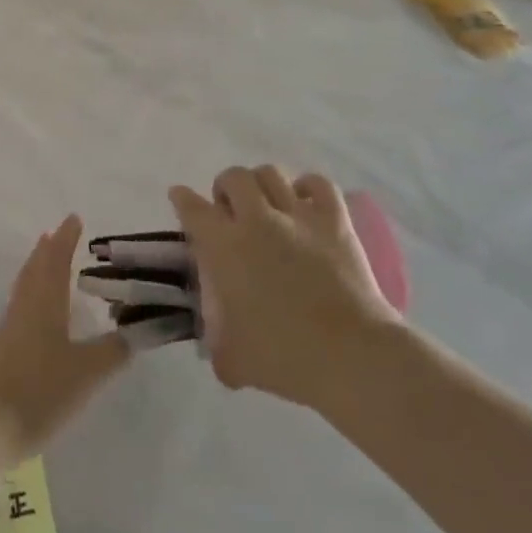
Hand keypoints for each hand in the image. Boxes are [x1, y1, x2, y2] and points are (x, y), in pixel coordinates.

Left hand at [0, 216, 127, 485]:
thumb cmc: (38, 391)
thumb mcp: (85, 373)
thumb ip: (112, 351)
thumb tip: (137, 331)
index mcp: (45, 303)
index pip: (56, 261)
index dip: (66, 239)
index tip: (74, 218)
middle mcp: (25, 308)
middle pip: (35, 269)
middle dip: (48, 250)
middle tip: (59, 234)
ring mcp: (10, 329)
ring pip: (26, 287)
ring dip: (38, 270)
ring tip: (49, 263)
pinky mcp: (2, 351)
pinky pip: (21, 308)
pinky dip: (33, 296)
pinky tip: (40, 313)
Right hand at [169, 166, 401, 412]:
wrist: (351, 356)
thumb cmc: (284, 357)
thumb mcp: (233, 360)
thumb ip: (217, 346)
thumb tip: (217, 350)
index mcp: (223, 247)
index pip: (192, 207)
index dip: (182, 199)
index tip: (180, 197)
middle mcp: (256, 220)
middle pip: (233, 178)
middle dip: (225, 188)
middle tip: (230, 211)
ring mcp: (298, 216)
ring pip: (271, 173)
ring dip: (261, 183)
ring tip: (265, 203)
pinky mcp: (335, 221)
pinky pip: (318, 184)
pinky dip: (308, 186)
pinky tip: (305, 201)